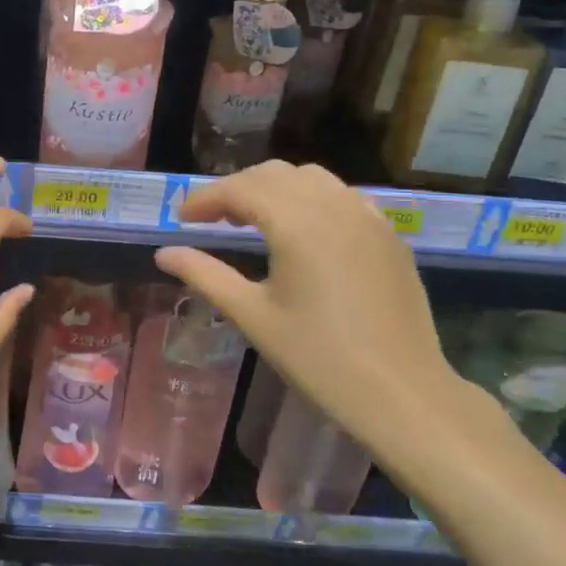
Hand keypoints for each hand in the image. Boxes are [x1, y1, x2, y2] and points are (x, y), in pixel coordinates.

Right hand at [153, 161, 509, 474]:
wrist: (401, 392)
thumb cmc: (318, 357)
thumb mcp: (252, 316)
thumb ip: (205, 275)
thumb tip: (164, 253)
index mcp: (297, 223)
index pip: (240, 189)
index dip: (205, 198)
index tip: (181, 219)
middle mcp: (333, 206)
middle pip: (274, 174)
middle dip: (237, 188)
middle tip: (212, 220)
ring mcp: (368, 217)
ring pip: (312, 178)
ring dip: (275, 188)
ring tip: (255, 220)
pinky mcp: (388, 235)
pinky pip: (343, 196)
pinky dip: (312, 199)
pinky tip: (304, 231)